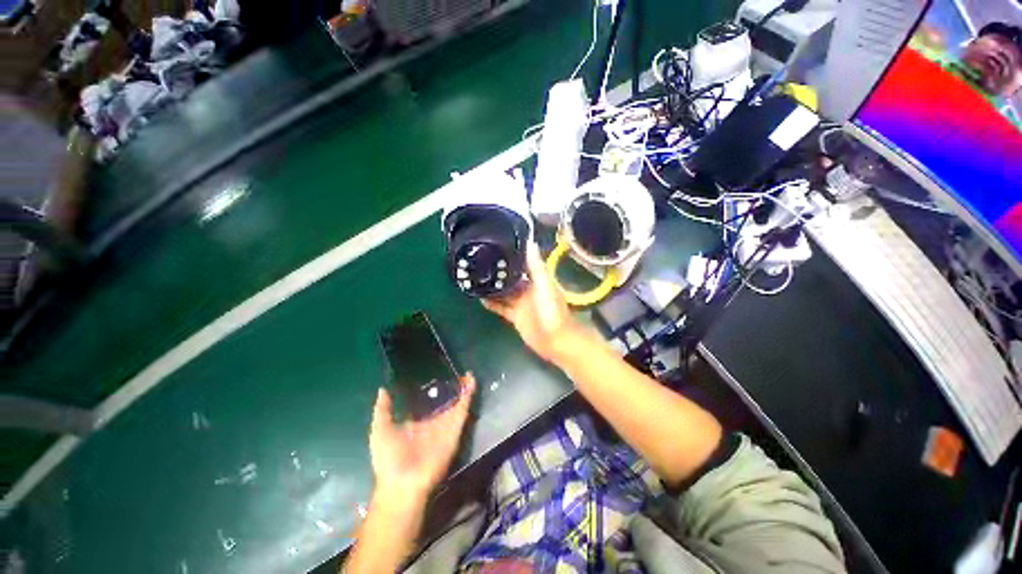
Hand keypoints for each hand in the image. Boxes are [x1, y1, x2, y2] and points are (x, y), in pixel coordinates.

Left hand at [368, 374, 475, 510]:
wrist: (401, 483)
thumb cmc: (388, 459)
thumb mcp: (381, 429)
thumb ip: (383, 409)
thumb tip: (382, 389)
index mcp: (417, 425)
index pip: (428, 404)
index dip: (434, 392)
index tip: (438, 376)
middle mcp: (433, 425)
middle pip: (446, 403)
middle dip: (453, 390)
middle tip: (458, 373)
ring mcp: (445, 427)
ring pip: (457, 404)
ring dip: (464, 390)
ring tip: (468, 375)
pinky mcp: (454, 430)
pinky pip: (463, 410)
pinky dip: (468, 396)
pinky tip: (471, 382)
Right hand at [482, 243, 578, 363]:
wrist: (555, 339)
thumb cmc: (551, 310)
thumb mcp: (544, 285)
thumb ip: (536, 266)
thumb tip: (530, 242)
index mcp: (537, 279)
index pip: (522, 263)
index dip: (511, 255)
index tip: (495, 245)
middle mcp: (528, 289)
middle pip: (511, 278)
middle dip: (498, 271)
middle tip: (479, 262)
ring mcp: (521, 303)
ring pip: (504, 292)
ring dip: (493, 287)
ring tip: (475, 278)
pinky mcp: (516, 316)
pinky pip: (501, 307)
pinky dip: (492, 303)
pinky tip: (480, 298)